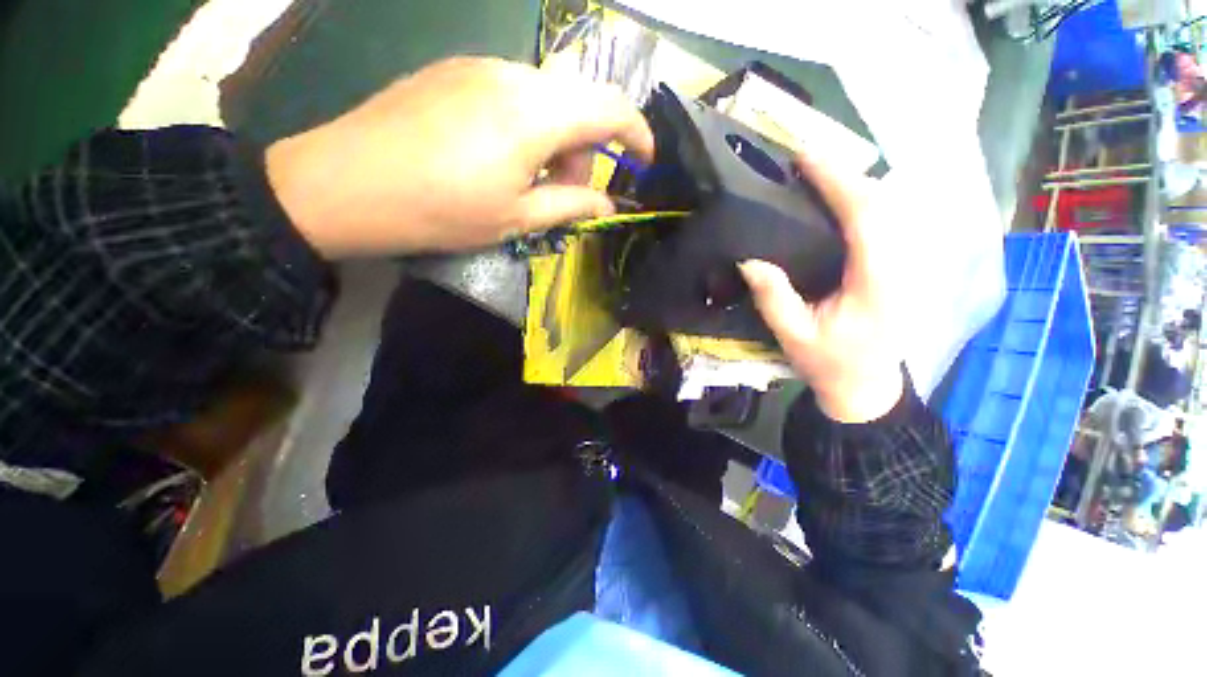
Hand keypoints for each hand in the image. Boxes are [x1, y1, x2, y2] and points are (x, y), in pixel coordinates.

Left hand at [264, 57, 653, 256]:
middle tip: (564, 193)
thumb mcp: (517, 218)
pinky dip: (527, 127)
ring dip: (555, 140)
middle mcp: (513, 75)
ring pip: (547, 98)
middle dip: (586, 150)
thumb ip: (572, 206)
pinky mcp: (454, 72)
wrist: (344, 184)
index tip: (643, 163)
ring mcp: (479, 66)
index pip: (611, 107)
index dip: (637, 134)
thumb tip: (606, 204)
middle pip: (579, 102)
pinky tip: (498, 158)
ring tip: (527, 181)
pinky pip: (513, 93)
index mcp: (535, 113)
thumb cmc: (440, 210)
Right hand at [739, 150, 906, 422]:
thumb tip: (749, 260)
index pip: (865, 216)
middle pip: (881, 202)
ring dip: (854, 184)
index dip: (837, 181)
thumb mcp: (794, 336)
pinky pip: (885, 221)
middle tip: (805, 162)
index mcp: (875, 280)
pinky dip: (861, 201)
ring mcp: (904, 264)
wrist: (868, 385)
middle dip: (845, 174)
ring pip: (888, 207)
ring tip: (818, 174)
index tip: (806, 158)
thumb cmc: (830, 363)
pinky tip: (838, 200)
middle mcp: (899, 264)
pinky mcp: (899, 267)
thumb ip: (773, 298)